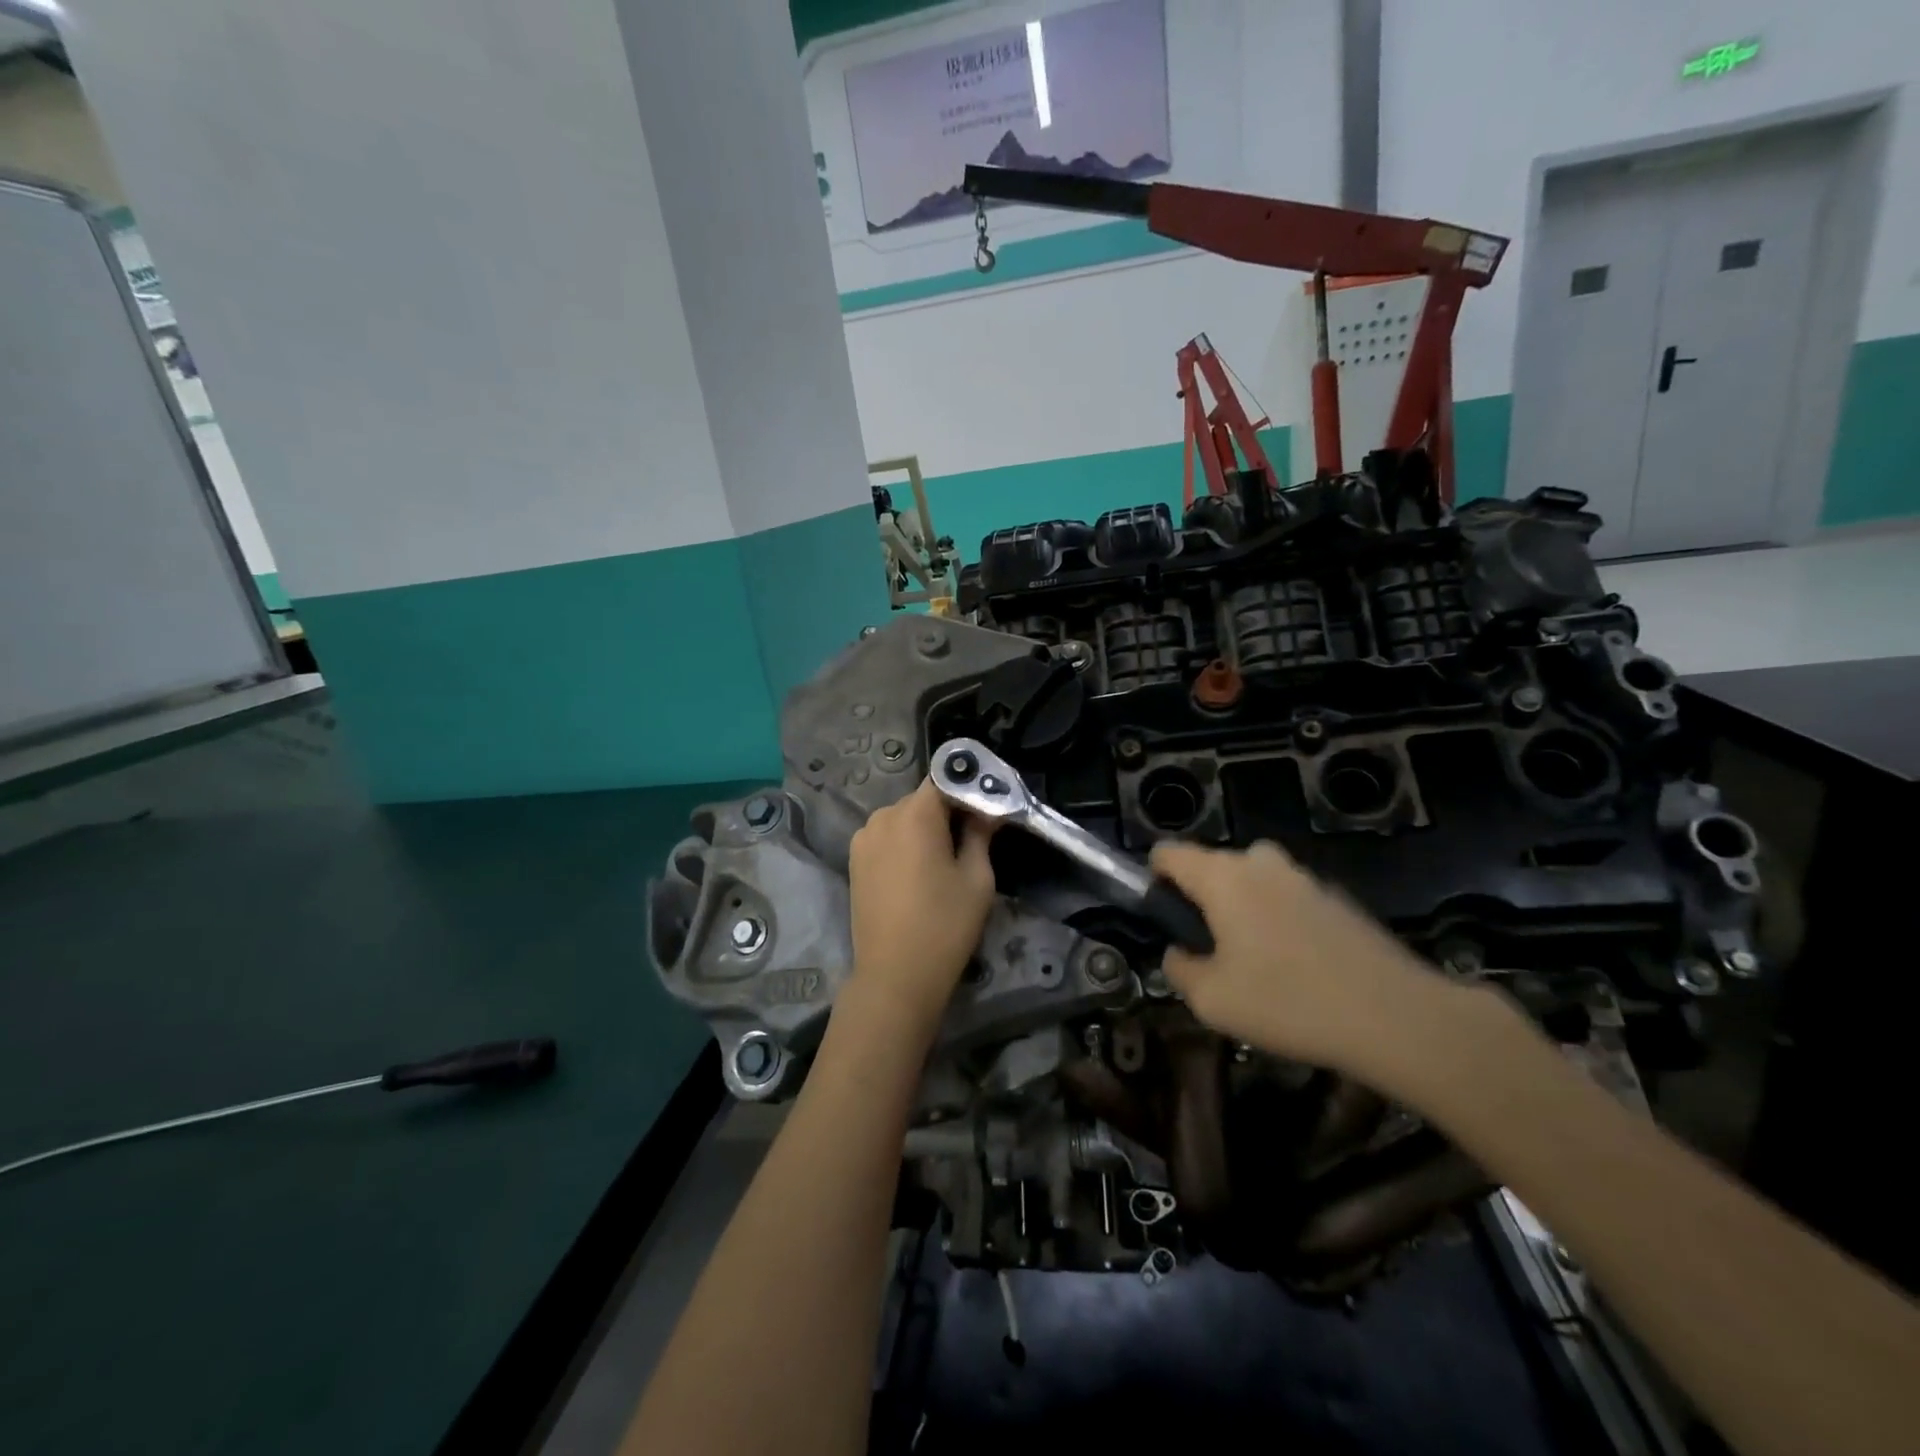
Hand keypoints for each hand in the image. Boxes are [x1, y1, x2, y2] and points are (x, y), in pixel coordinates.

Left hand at [845, 778, 996, 1033]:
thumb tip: (986, 810)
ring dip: (924, 829)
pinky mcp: (854, 861)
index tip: (987, 808)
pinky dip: (904, 844)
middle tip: (973, 838)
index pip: (945, 779)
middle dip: (947, 812)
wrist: (894, 976)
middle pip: (922, 800)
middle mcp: (883, 816)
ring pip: (903, 819)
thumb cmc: (945, 925)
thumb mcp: (977, 879)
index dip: (968, 789)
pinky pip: (886, 838)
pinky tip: (918, 874)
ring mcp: (863, 839)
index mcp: (915, 814)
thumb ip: (980, 834)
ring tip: (944, 862)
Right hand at [1151, 839, 1452, 1081]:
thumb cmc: (1288, 1003)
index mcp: (1222, 877)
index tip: (1165, 920)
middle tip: (1213, 952)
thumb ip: (1180, 969)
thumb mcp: (1211, 1000)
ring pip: (1254, 881)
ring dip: (1244, 909)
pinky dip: (1281, 921)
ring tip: (1259, 964)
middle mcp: (1260, 863)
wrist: (1397, 1017)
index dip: (1155, 879)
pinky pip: (1289, 898)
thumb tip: (1180, 953)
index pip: (1168, 852)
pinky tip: (1301, 969)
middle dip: (1203, 900)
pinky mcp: (1338, 897)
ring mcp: (1303, 876)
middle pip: (1212, 866)